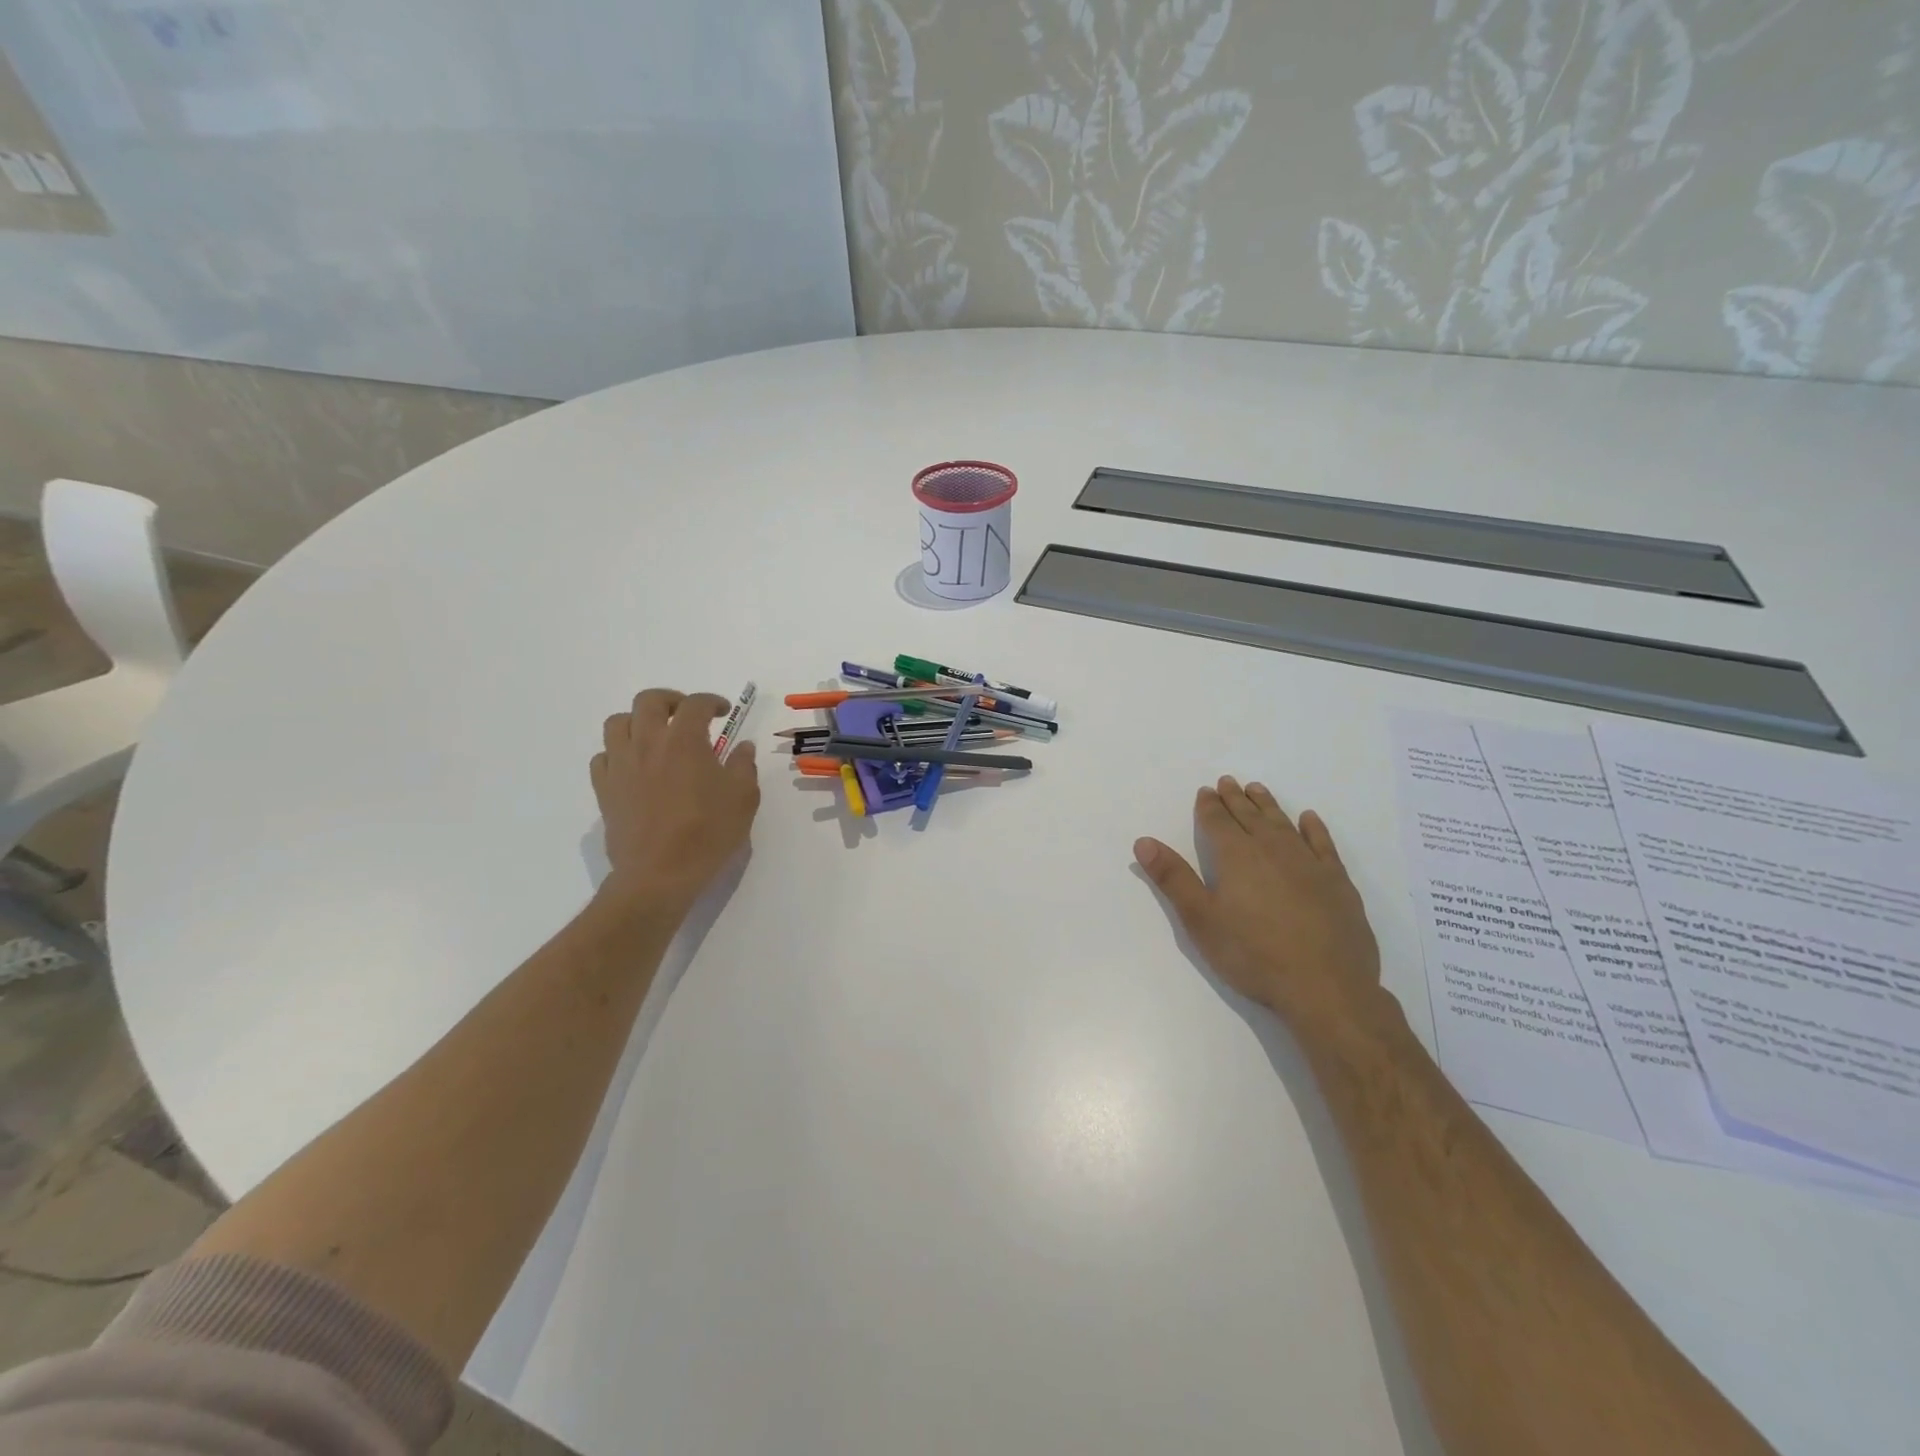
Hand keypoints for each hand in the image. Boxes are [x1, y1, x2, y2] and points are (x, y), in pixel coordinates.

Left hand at [591, 689, 760, 915]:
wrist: (659, 874)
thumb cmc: (708, 833)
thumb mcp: (743, 798)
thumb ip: (744, 766)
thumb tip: (742, 747)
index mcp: (684, 741)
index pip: (696, 704)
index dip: (712, 702)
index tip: (723, 712)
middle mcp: (648, 743)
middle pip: (649, 701)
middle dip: (671, 700)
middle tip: (687, 715)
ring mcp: (621, 765)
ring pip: (618, 723)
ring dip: (639, 721)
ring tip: (656, 737)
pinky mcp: (604, 789)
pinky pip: (603, 756)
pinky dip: (618, 752)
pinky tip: (634, 767)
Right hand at [1134, 777, 1382, 1028]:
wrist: (1326, 987)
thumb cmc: (1253, 955)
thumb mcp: (1201, 920)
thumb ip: (1173, 878)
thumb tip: (1143, 841)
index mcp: (1236, 857)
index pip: (1217, 822)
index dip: (1209, 806)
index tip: (1205, 791)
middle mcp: (1272, 849)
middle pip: (1249, 816)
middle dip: (1235, 799)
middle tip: (1228, 781)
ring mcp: (1308, 863)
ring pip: (1283, 823)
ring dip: (1267, 805)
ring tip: (1257, 789)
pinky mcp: (1337, 881)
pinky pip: (1322, 843)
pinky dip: (1313, 828)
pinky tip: (1308, 819)